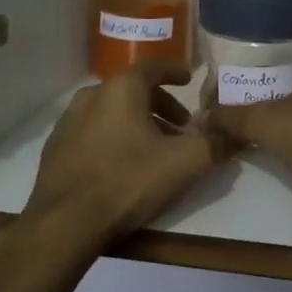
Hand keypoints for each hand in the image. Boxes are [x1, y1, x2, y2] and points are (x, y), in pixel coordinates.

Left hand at [24, 62, 225, 252]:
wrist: (64, 224)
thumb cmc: (128, 181)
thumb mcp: (184, 163)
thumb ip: (215, 144)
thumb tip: (236, 134)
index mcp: (121, 89)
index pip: (153, 67)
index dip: (175, 71)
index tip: (189, 80)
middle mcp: (91, 96)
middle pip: (133, 91)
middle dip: (161, 105)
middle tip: (180, 127)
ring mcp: (68, 122)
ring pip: (112, 112)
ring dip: (137, 123)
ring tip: (155, 148)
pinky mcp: (55, 148)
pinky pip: (93, 132)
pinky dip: (114, 137)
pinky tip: (123, 164)